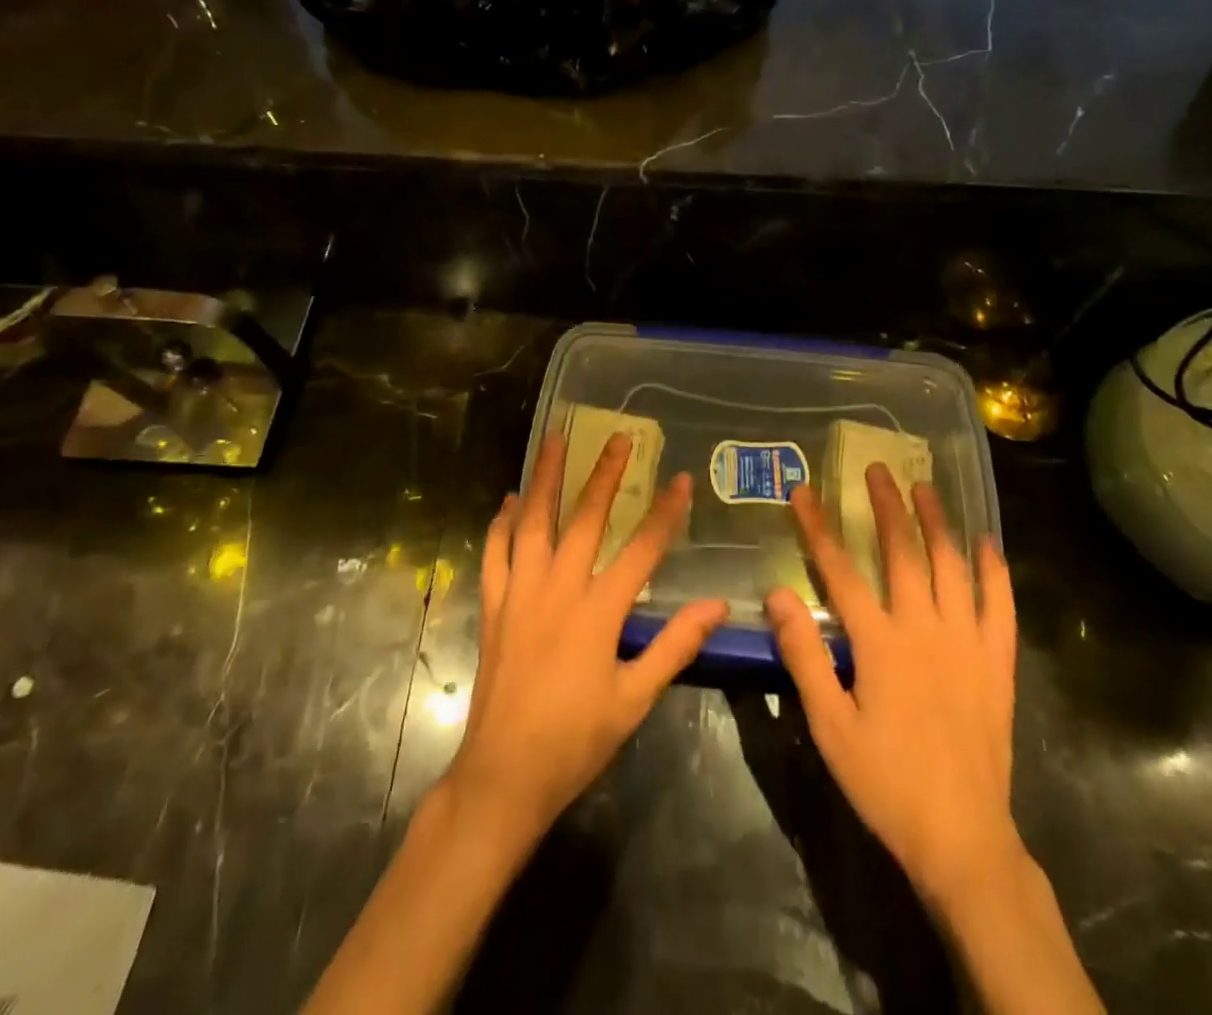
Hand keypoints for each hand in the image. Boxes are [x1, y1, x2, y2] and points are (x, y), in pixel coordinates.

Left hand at [444, 430, 729, 847]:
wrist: (504, 775)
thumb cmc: (576, 740)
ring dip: (544, 478)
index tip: (682, 478)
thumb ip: (675, 647)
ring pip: (532, 522)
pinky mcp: (495, 606)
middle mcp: (558, 588)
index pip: (641, 549)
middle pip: (584, 519)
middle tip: (616, 437)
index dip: (665, 512)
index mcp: (598, 611)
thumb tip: (717, 606)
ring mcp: (520, 593)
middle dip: (603, 475)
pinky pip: (495, 552)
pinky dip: (501, 522)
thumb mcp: (635, 699)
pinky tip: (509, 501)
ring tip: (553, 439)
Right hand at [764, 467, 1021, 912]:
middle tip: (878, 469)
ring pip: (951, 567)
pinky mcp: (996, 663)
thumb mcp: (830, 725)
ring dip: (937, 523)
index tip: (804, 492)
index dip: (819, 527)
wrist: (962, 838)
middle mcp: (925, 629)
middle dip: (887, 507)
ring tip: (926, 488)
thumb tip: (776, 594)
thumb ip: (804, 655)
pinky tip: (988, 544)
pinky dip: (994, 571)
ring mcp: (967, 643)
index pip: (841, 570)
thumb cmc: (886, 781)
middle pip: (903, 553)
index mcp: (880, 643)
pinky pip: (999, 607)